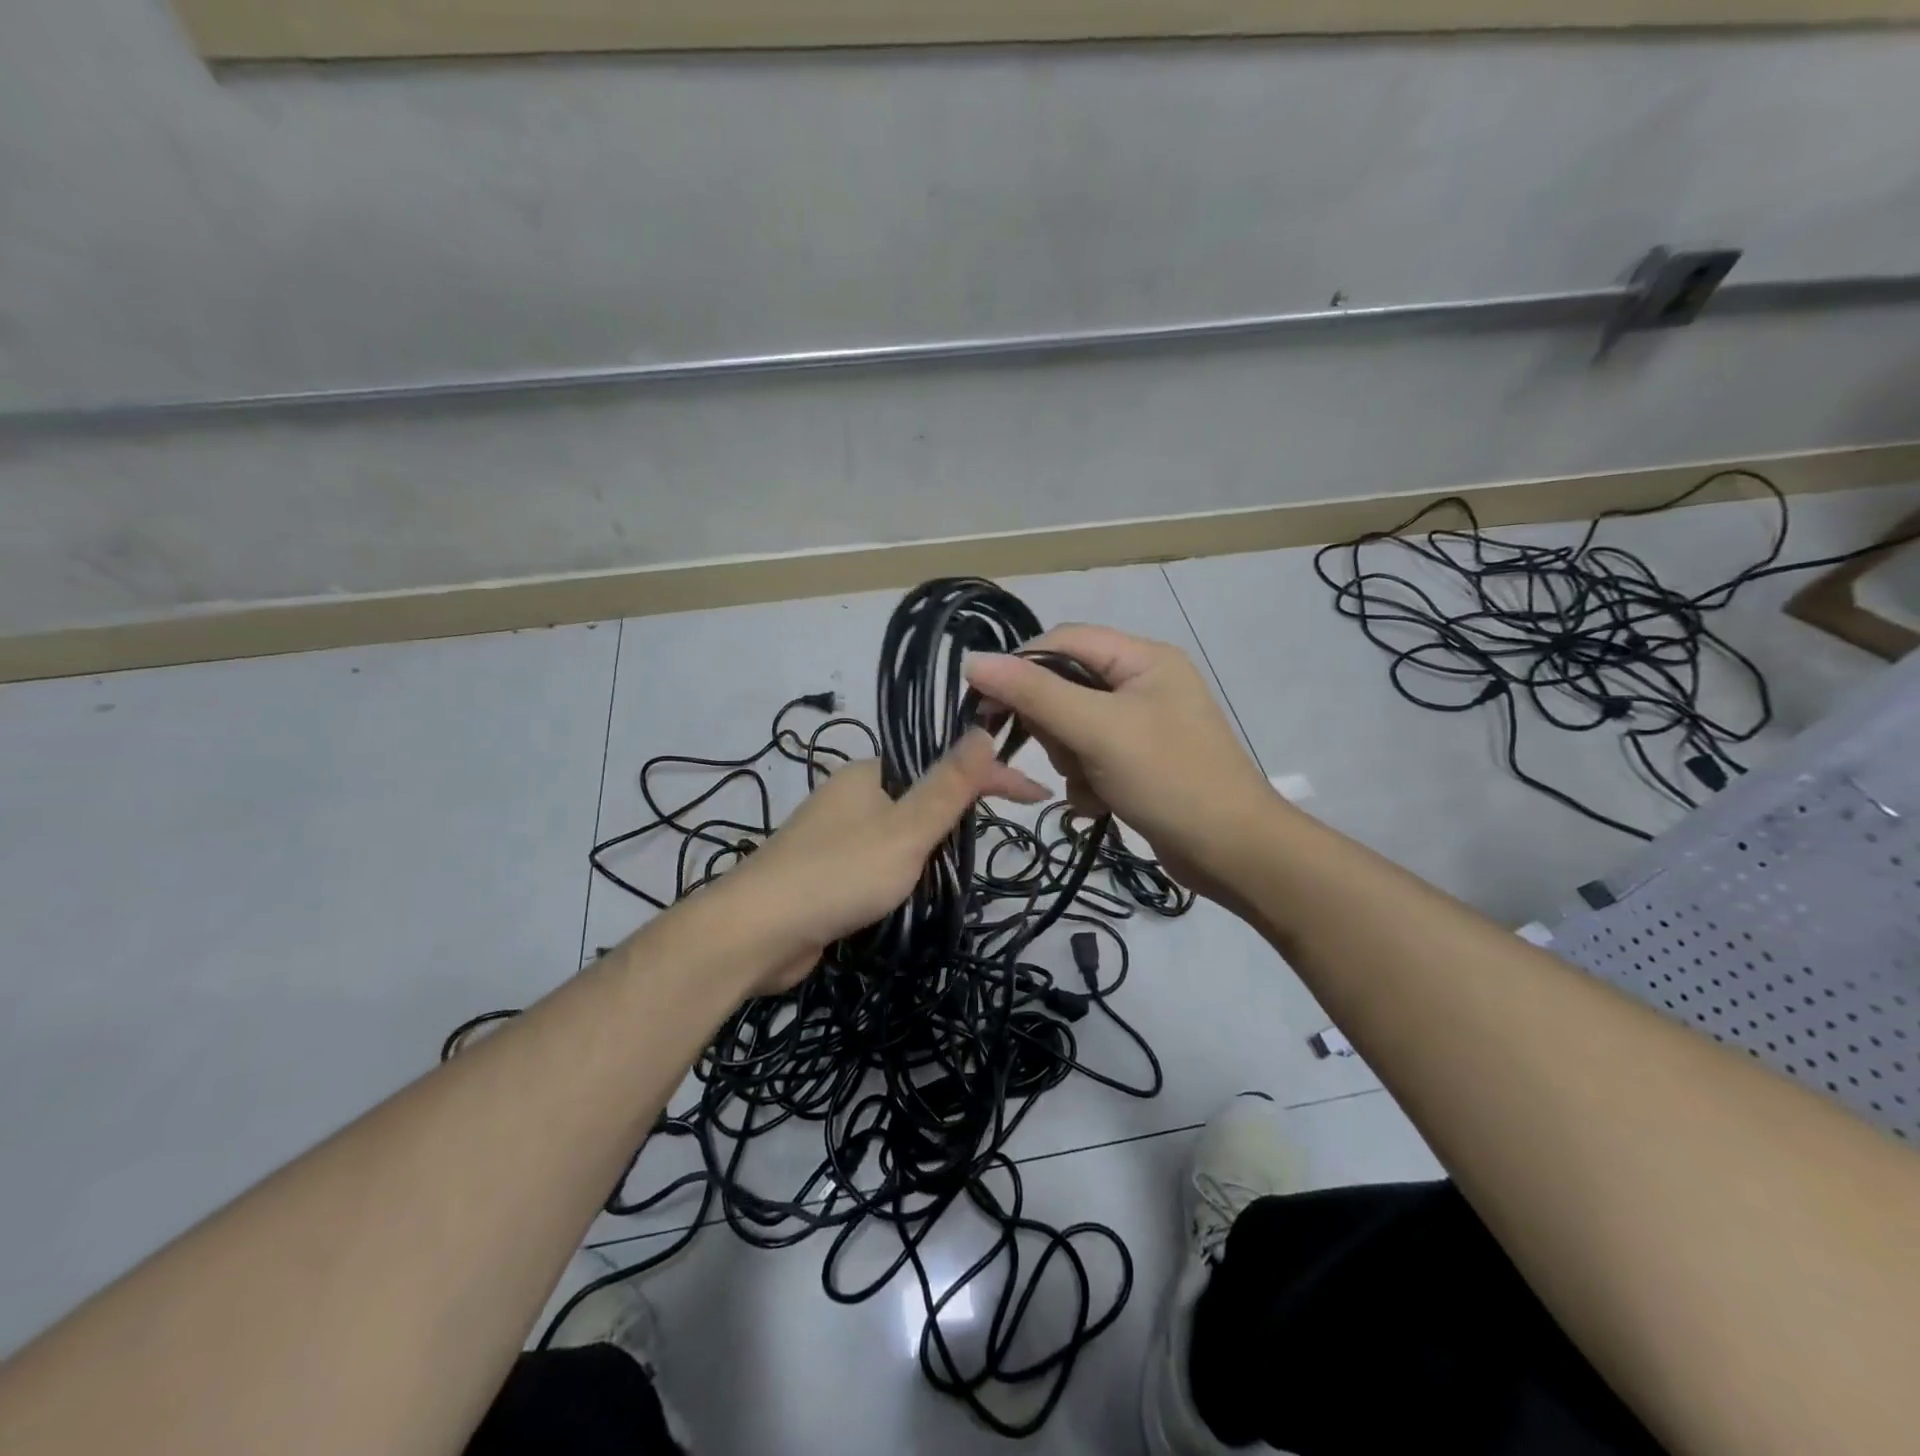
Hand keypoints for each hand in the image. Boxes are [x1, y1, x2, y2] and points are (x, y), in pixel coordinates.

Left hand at [719, 730, 1047, 992]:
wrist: (756, 933)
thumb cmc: (838, 875)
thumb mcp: (905, 830)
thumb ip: (947, 786)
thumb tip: (982, 728)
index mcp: (871, 774)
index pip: (944, 763)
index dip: (992, 776)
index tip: (1036, 797)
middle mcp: (852, 796)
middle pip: (922, 796)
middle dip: (959, 814)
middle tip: (997, 838)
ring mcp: (835, 836)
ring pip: (900, 833)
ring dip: (932, 847)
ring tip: (963, 869)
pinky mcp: (827, 874)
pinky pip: (879, 862)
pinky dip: (905, 872)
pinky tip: (918, 892)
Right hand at [965, 625, 1276, 902]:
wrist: (1232, 853)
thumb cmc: (1168, 778)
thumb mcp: (1097, 730)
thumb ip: (1034, 694)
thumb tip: (973, 661)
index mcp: (1142, 658)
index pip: (1062, 640)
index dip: (1020, 667)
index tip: (986, 706)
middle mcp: (1142, 683)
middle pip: (1064, 686)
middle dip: (1053, 727)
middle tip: (1064, 755)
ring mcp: (1141, 725)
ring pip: (1071, 728)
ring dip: (1069, 760)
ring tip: (1092, 784)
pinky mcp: (1138, 762)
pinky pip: (1088, 758)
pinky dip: (1085, 781)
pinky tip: (1100, 804)